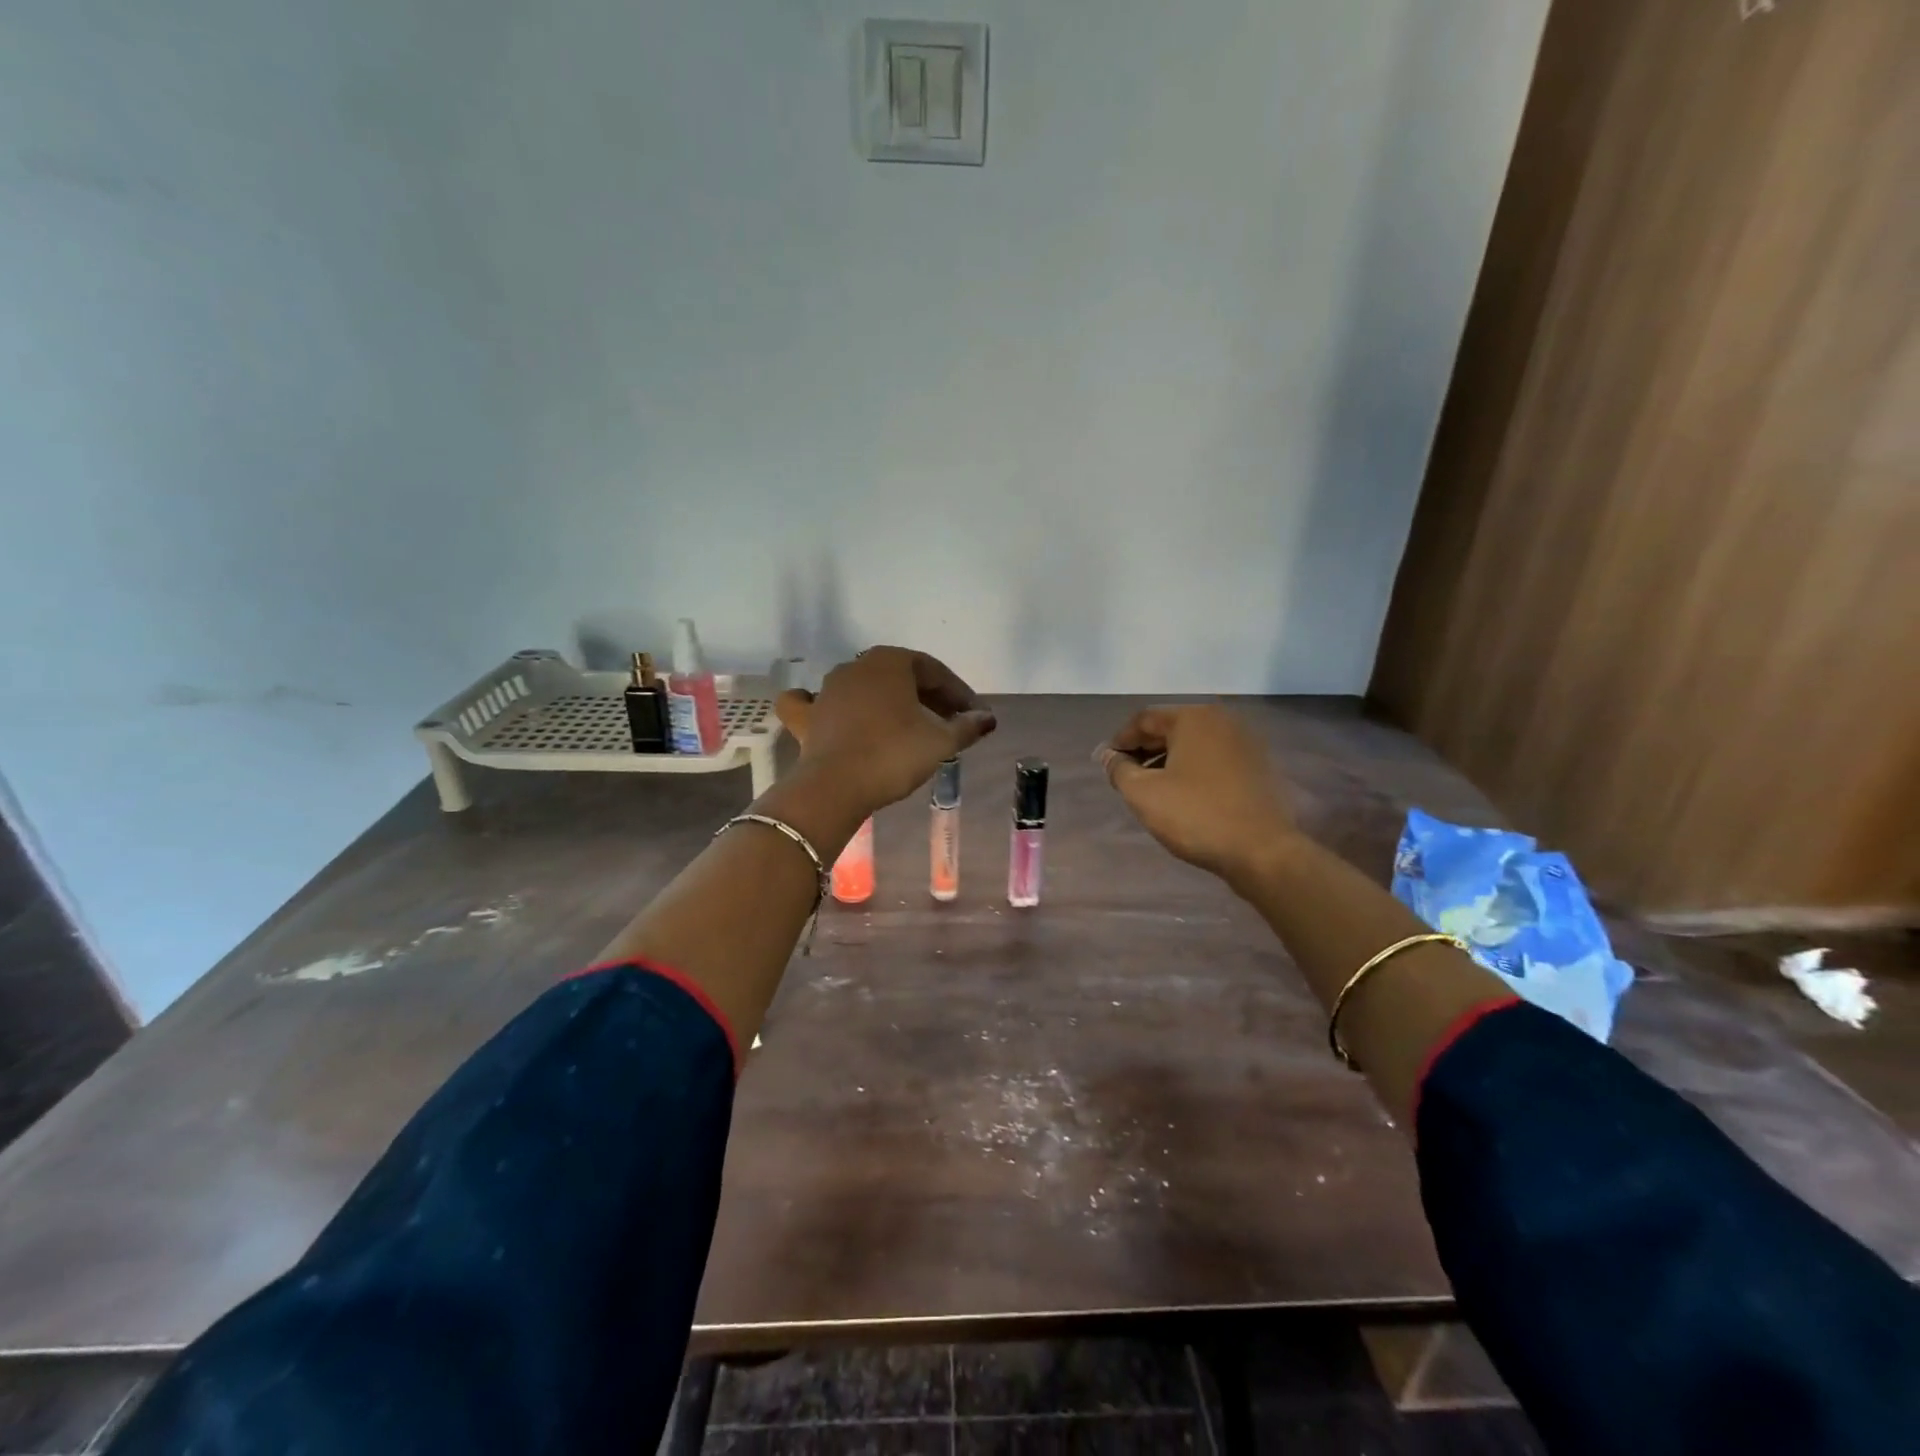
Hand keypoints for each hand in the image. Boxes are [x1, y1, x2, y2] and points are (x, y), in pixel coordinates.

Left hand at [775, 647, 996, 815]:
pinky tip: (827, 711)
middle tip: (949, 723)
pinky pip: (813, 703)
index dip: (958, 693)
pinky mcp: (808, 717)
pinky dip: (823, 706)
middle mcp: (856, 666)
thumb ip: (966, 726)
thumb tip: (987, 718)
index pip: (934, 671)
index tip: (973, 716)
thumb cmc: (894, 755)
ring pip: (864, 688)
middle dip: (927, 697)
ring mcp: (827, 689)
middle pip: (900, 677)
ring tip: (907, 726)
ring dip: (888, 703)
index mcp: (890, 662)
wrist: (836, 786)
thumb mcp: (940, 742)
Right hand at [1098, 704, 1296, 882]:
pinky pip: (1216, 759)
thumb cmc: (1196, 815)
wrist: (1263, 851)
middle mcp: (1222, 721)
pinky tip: (1185, 795)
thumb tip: (1109, 756)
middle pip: (1172, 728)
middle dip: (1145, 750)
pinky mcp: (1260, 767)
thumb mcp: (1143, 793)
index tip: (1107, 763)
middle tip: (1126, 776)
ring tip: (1152, 788)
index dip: (1120, 740)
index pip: (1145, 719)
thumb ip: (1119, 769)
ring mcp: (1246, 743)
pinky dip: (1194, 770)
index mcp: (1193, 718)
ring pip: (1195, 745)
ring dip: (1169, 761)